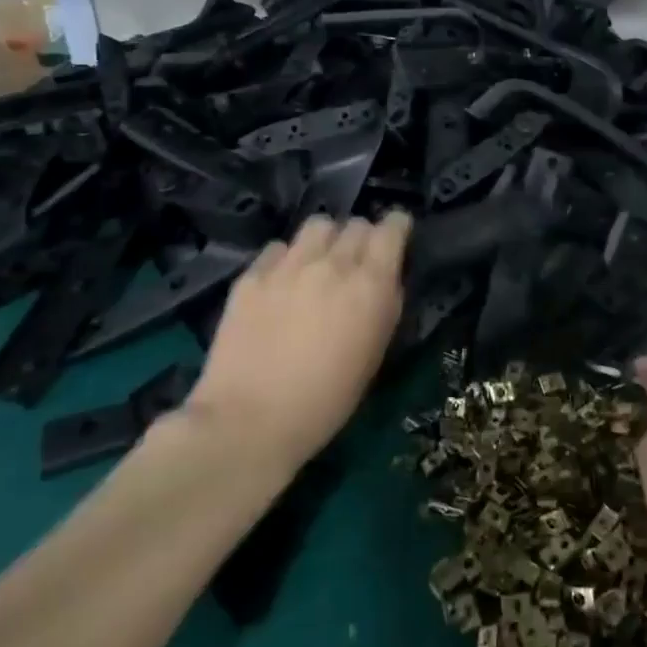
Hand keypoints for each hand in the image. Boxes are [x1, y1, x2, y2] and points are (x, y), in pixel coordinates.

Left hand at [183, 212, 411, 473]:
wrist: (249, 422)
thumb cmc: (326, 401)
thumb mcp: (374, 355)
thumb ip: (385, 306)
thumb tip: (385, 281)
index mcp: (370, 285)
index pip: (391, 228)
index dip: (397, 228)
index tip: (396, 237)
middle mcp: (332, 264)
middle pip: (355, 224)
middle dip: (362, 238)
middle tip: (356, 262)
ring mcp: (288, 266)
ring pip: (317, 225)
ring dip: (326, 240)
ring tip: (319, 263)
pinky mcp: (252, 276)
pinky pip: (278, 248)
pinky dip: (287, 259)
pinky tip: (282, 284)